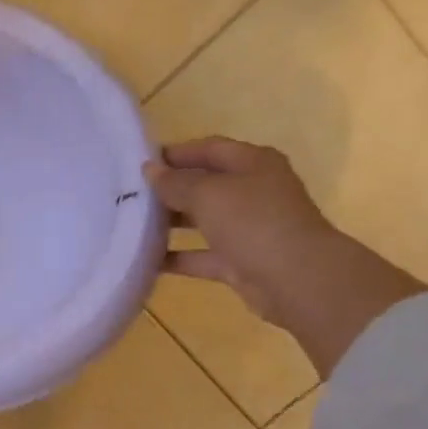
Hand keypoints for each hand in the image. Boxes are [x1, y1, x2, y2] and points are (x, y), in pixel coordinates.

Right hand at [146, 137, 427, 376]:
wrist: (298, 280)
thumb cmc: (254, 222)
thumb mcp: (208, 193)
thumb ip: (175, 182)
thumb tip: (150, 170)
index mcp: (253, 163)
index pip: (209, 148)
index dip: (175, 153)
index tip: (138, 162)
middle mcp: (253, 191)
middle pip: (205, 184)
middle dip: (170, 188)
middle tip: (130, 194)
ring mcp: (249, 228)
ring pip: (202, 219)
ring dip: (170, 223)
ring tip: (131, 223)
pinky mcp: (241, 262)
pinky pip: (201, 255)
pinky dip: (177, 257)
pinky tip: (146, 259)